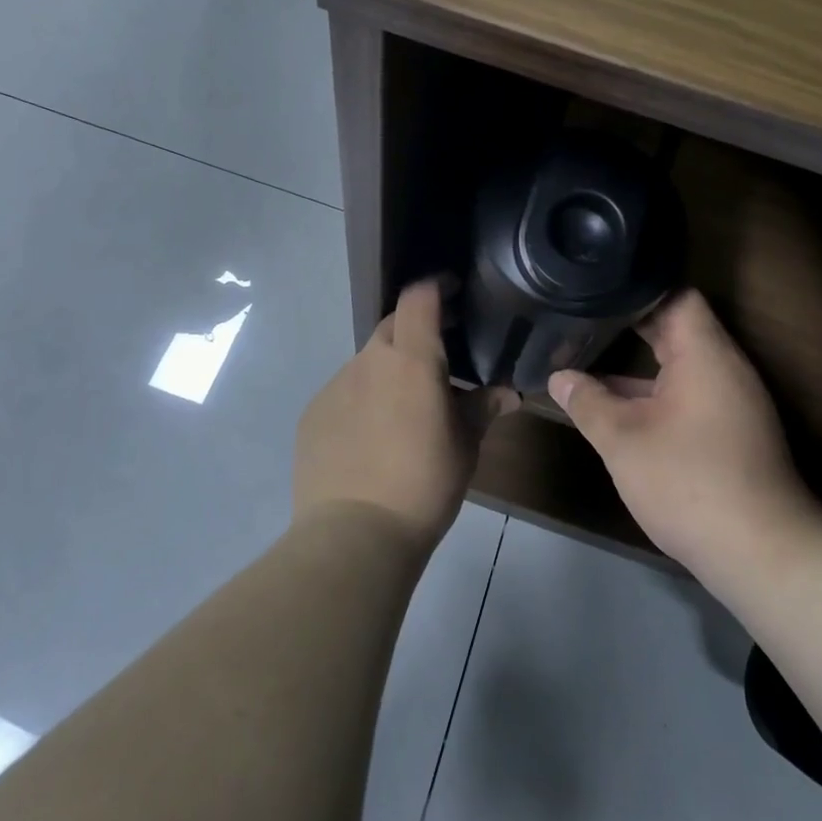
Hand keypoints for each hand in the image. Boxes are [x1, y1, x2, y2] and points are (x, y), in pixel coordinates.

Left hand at [295, 280, 517, 552]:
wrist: (354, 534)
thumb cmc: (424, 484)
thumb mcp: (464, 446)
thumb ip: (484, 410)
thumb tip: (508, 394)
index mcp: (412, 360)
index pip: (419, 298)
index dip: (435, 286)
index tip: (453, 290)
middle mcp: (370, 361)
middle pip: (392, 325)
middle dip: (415, 330)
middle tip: (438, 354)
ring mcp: (336, 385)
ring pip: (367, 362)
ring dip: (388, 371)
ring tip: (405, 407)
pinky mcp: (313, 413)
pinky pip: (344, 392)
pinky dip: (362, 399)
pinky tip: (371, 436)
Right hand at [549, 291, 821, 582]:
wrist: (762, 553)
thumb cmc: (688, 481)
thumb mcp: (623, 440)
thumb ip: (587, 402)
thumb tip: (558, 377)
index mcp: (704, 353)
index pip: (675, 295)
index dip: (636, 289)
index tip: (597, 291)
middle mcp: (725, 367)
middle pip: (678, 327)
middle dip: (630, 325)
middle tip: (584, 319)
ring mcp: (734, 400)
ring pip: (682, 364)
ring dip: (642, 363)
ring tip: (592, 358)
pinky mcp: (734, 431)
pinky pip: (691, 393)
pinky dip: (658, 391)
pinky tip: (622, 408)